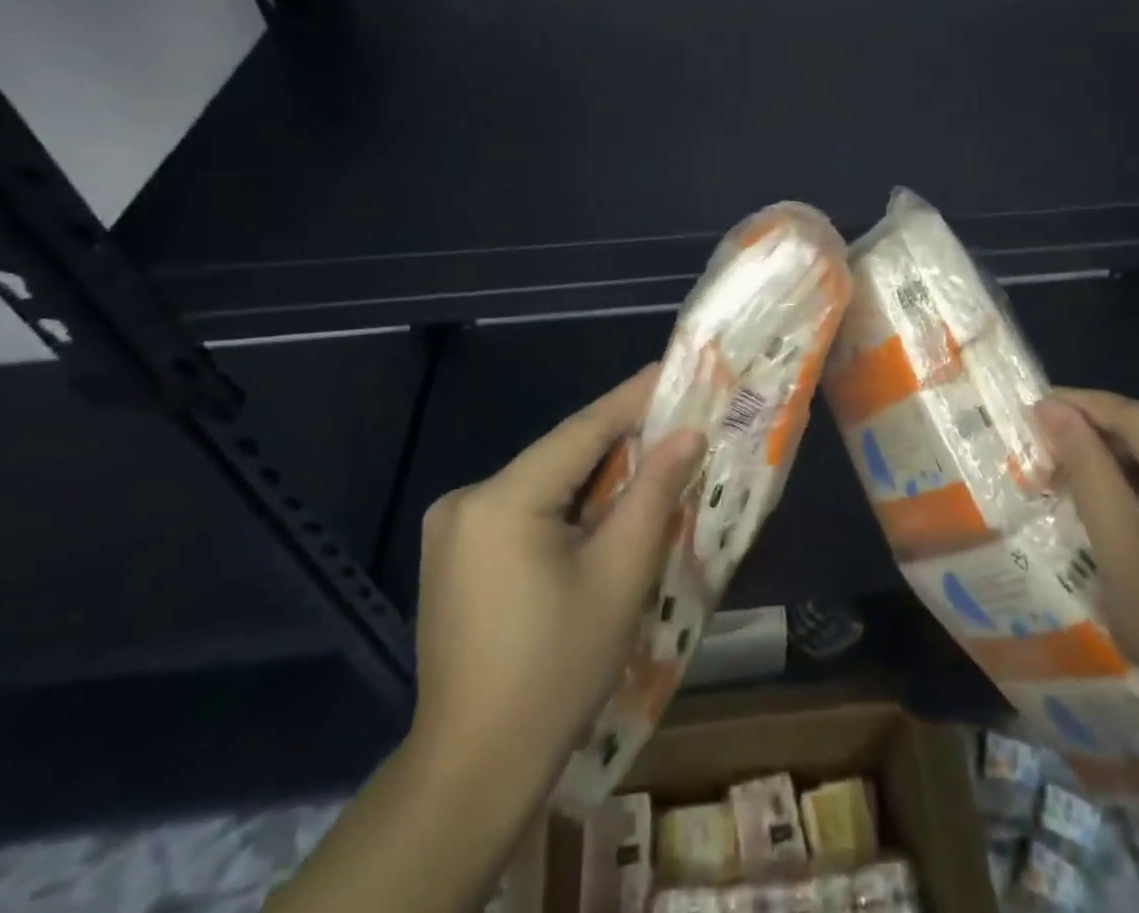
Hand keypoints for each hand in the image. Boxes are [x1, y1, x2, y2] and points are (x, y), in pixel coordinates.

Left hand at [410, 367, 705, 772]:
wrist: (474, 769)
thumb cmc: (558, 670)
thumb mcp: (619, 575)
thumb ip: (652, 493)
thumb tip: (687, 435)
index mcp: (501, 500)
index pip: (581, 431)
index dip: (631, 399)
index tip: (670, 369)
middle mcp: (466, 500)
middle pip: (560, 456)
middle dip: (618, 441)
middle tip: (673, 421)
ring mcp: (451, 529)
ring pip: (542, 483)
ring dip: (593, 476)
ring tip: (648, 464)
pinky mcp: (452, 556)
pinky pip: (522, 510)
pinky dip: (564, 505)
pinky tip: (598, 516)